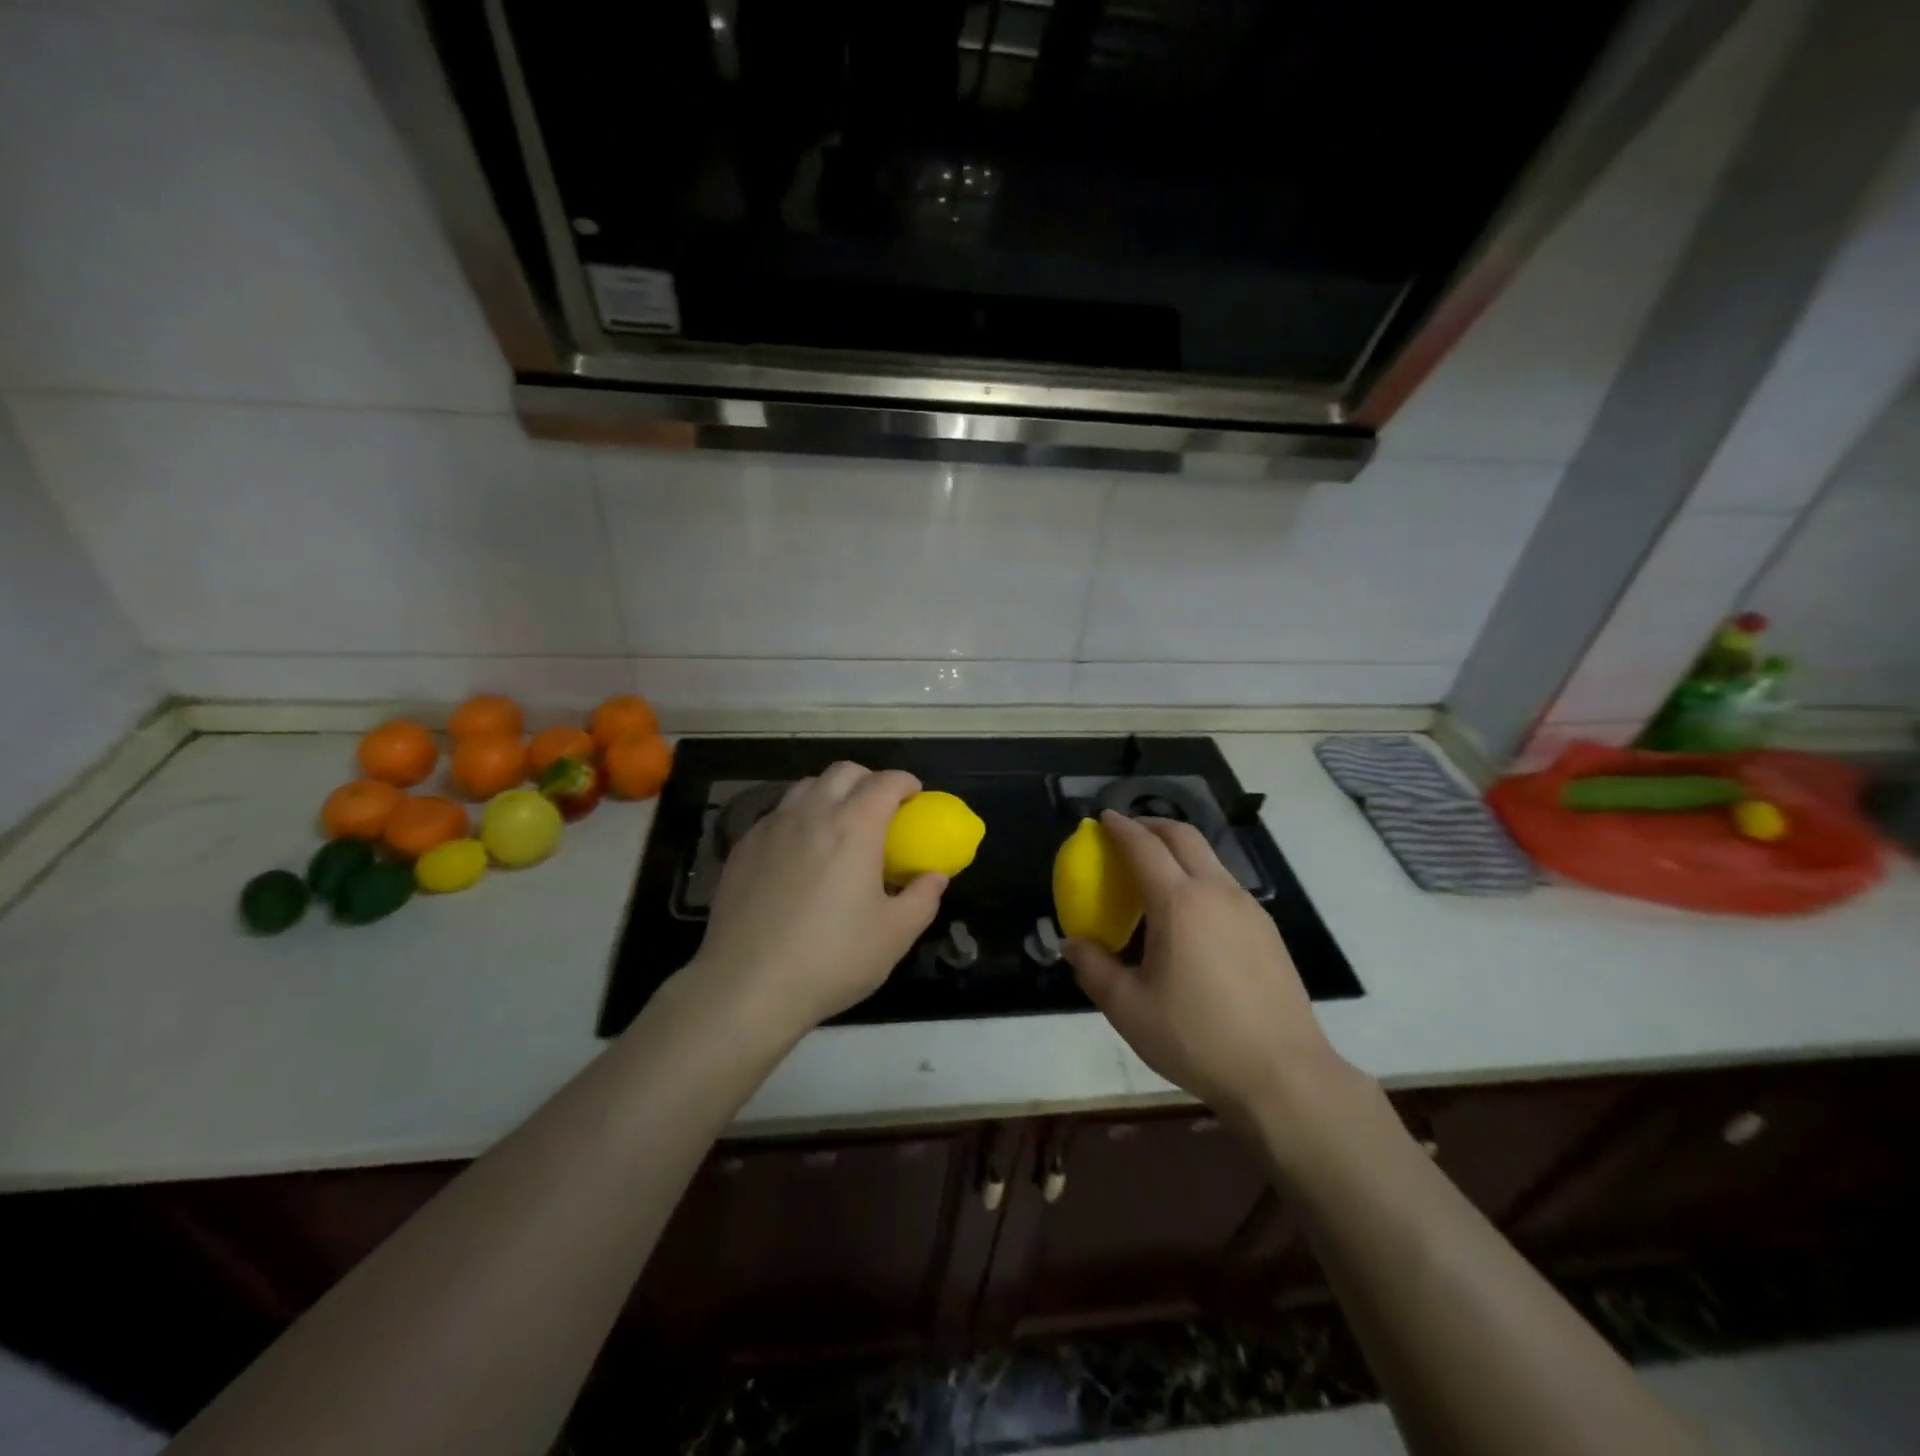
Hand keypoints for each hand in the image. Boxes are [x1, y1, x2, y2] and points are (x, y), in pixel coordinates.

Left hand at [687, 763, 945, 1042]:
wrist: (747, 987)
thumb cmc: (832, 960)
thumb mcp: (894, 935)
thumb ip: (923, 898)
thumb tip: (934, 876)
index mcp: (854, 827)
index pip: (885, 782)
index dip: (905, 783)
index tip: (915, 796)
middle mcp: (811, 814)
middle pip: (843, 772)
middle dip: (868, 780)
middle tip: (880, 809)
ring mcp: (771, 828)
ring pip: (806, 787)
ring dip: (830, 793)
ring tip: (839, 826)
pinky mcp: (743, 848)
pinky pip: (777, 814)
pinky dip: (798, 818)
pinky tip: (800, 852)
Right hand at [1062, 811, 1352, 1121]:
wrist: (1283, 1075)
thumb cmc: (1197, 1038)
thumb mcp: (1129, 1008)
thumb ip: (1094, 968)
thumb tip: (1071, 944)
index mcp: (1179, 903)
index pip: (1144, 846)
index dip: (1120, 828)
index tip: (1102, 819)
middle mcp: (1216, 892)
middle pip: (1183, 836)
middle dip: (1152, 825)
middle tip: (1127, 833)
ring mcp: (1248, 908)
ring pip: (1209, 858)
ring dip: (1178, 850)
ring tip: (1155, 872)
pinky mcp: (1267, 929)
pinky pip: (1226, 884)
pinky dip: (1199, 876)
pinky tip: (1190, 913)